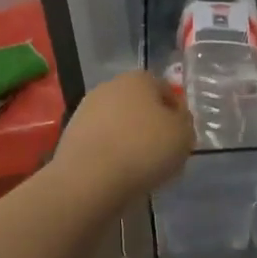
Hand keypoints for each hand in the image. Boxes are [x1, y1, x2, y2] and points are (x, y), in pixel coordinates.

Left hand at [54, 70, 193, 200]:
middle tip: (162, 152)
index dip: (177, 114)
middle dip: (151, 124)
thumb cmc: (144, 149)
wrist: (89, 178)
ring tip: (140, 167)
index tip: (181, 137)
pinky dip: (111, 152)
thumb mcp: (183, 135)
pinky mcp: (71, 133)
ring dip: (129, 138)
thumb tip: (177, 119)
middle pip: (139, 105)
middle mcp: (110, 86)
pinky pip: (102, 141)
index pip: (166, 90)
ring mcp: (87, 109)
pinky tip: (118, 172)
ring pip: (119, 123)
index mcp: (139, 78)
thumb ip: (185, 123)